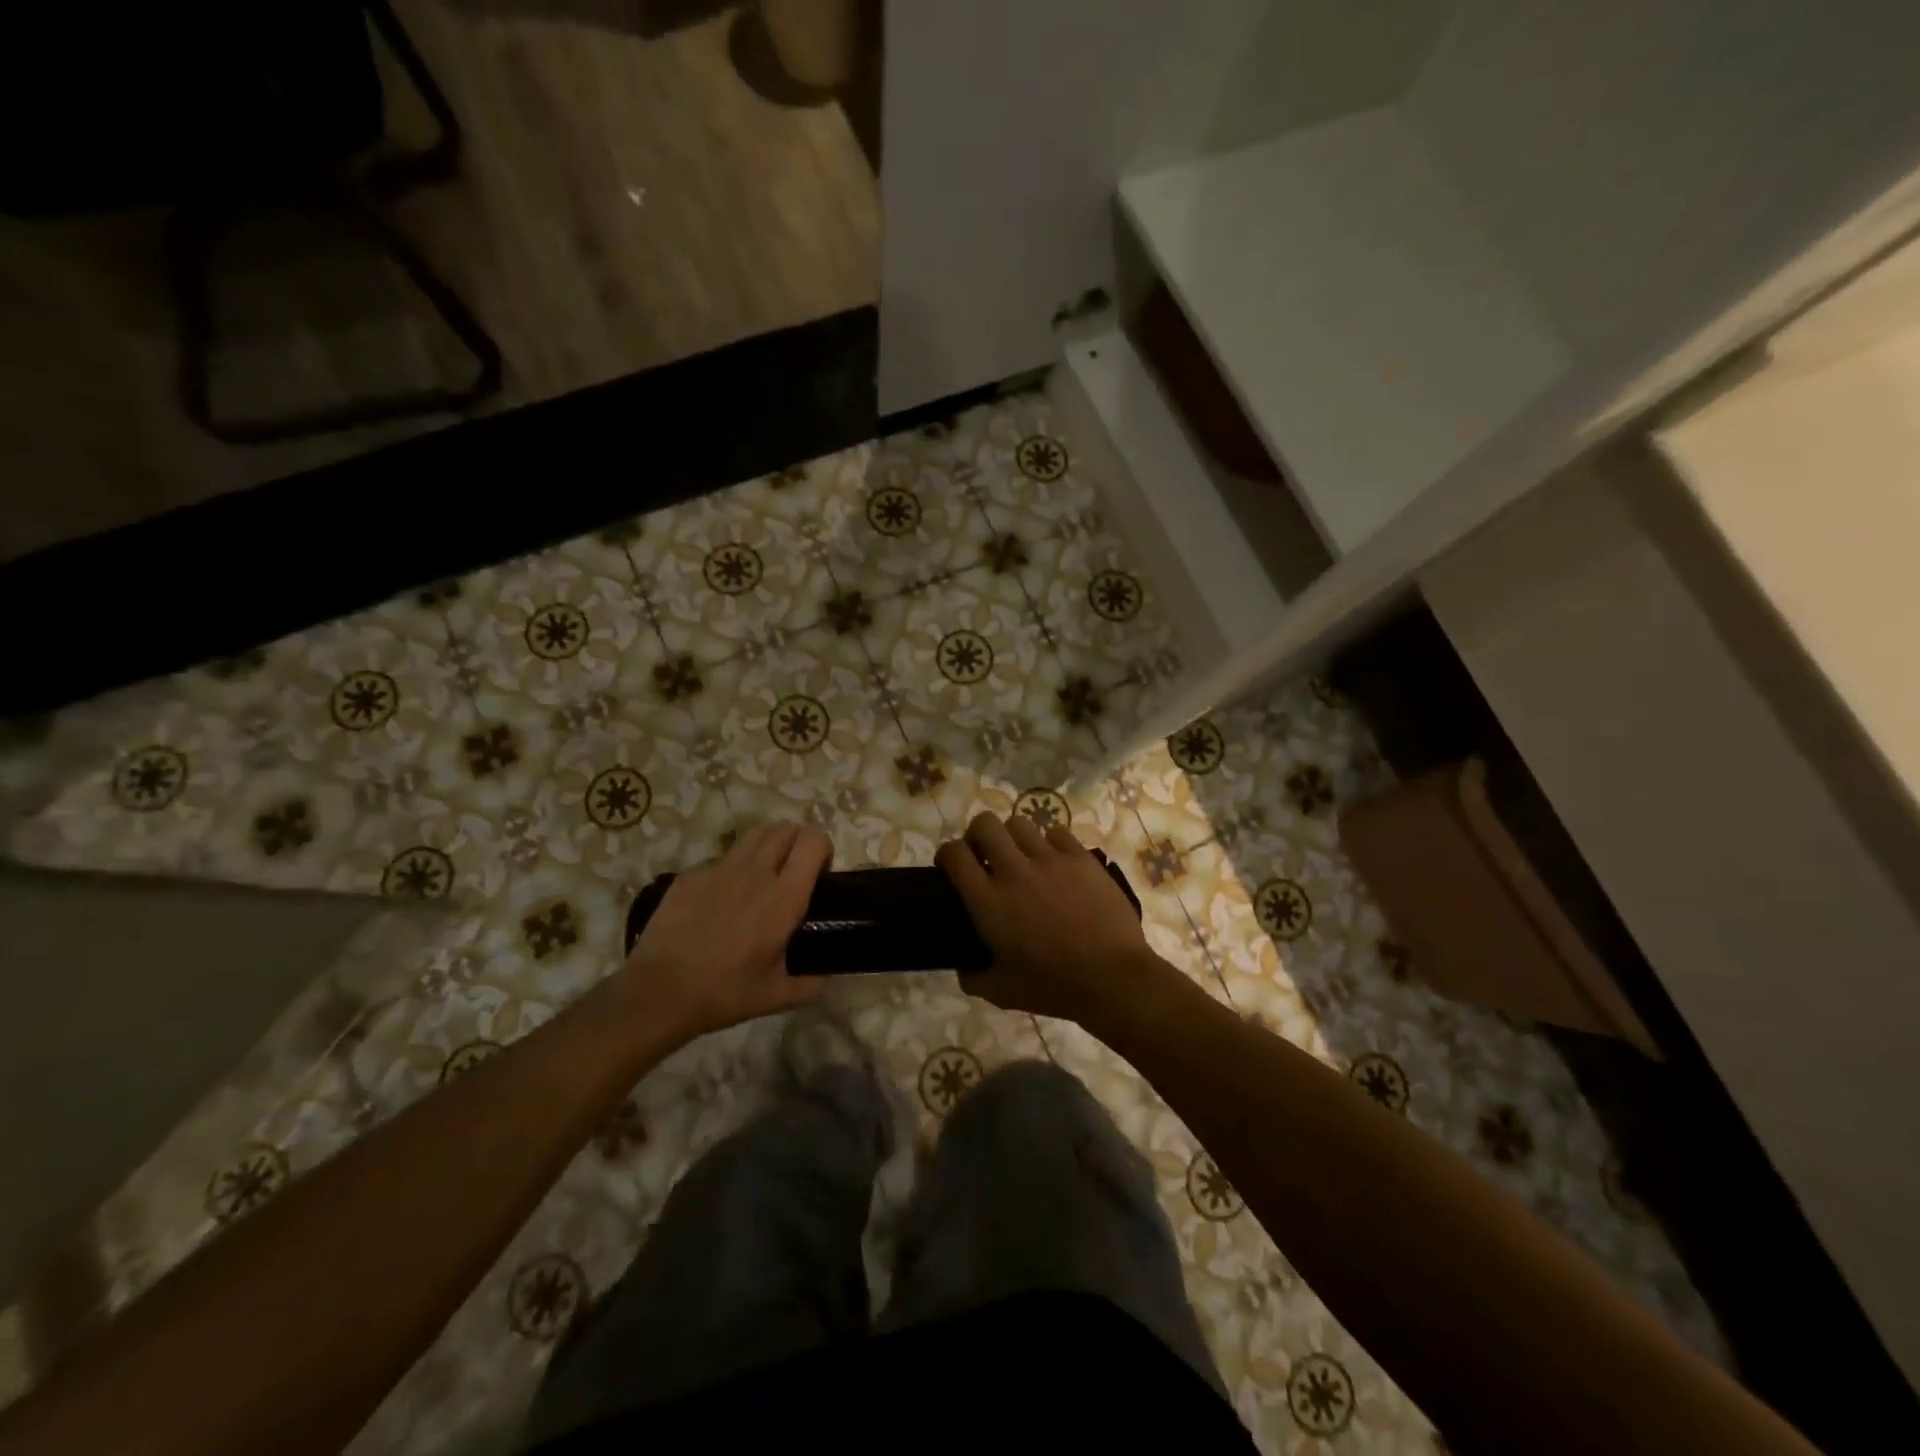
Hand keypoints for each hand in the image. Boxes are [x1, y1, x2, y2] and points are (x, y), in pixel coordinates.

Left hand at [621, 823, 831, 1041]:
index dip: (822, 850)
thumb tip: (828, 974)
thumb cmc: (724, 992)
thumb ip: (812, 984)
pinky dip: (731, 869)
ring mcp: (719, 868)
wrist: (659, 992)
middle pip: (785, 828)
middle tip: (793, 872)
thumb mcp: (778, 996)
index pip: (813, 841)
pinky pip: (721, 858)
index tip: (819, 875)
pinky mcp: (690, 874)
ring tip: (762, 876)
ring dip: (768, 846)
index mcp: (783, 897)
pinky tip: (721, 899)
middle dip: (796, 842)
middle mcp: (755, 872)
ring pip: (754, 835)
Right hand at [935, 812, 1167, 1026]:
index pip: (955, 854)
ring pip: (1020, 823)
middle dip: (978, 834)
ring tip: (1022, 856)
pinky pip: (1057, 833)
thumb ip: (973, 977)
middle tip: (985, 854)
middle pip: (985, 824)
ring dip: (1013, 837)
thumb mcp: (1001, 992)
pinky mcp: (1081, 858)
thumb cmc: (1053, 986)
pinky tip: (1055, 862)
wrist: (1112, 978)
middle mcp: (1014, 871)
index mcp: (988, 901)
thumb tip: (962, 968)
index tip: (950, 865)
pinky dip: (1050, 843)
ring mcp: (1050, 860)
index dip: (947, 854)